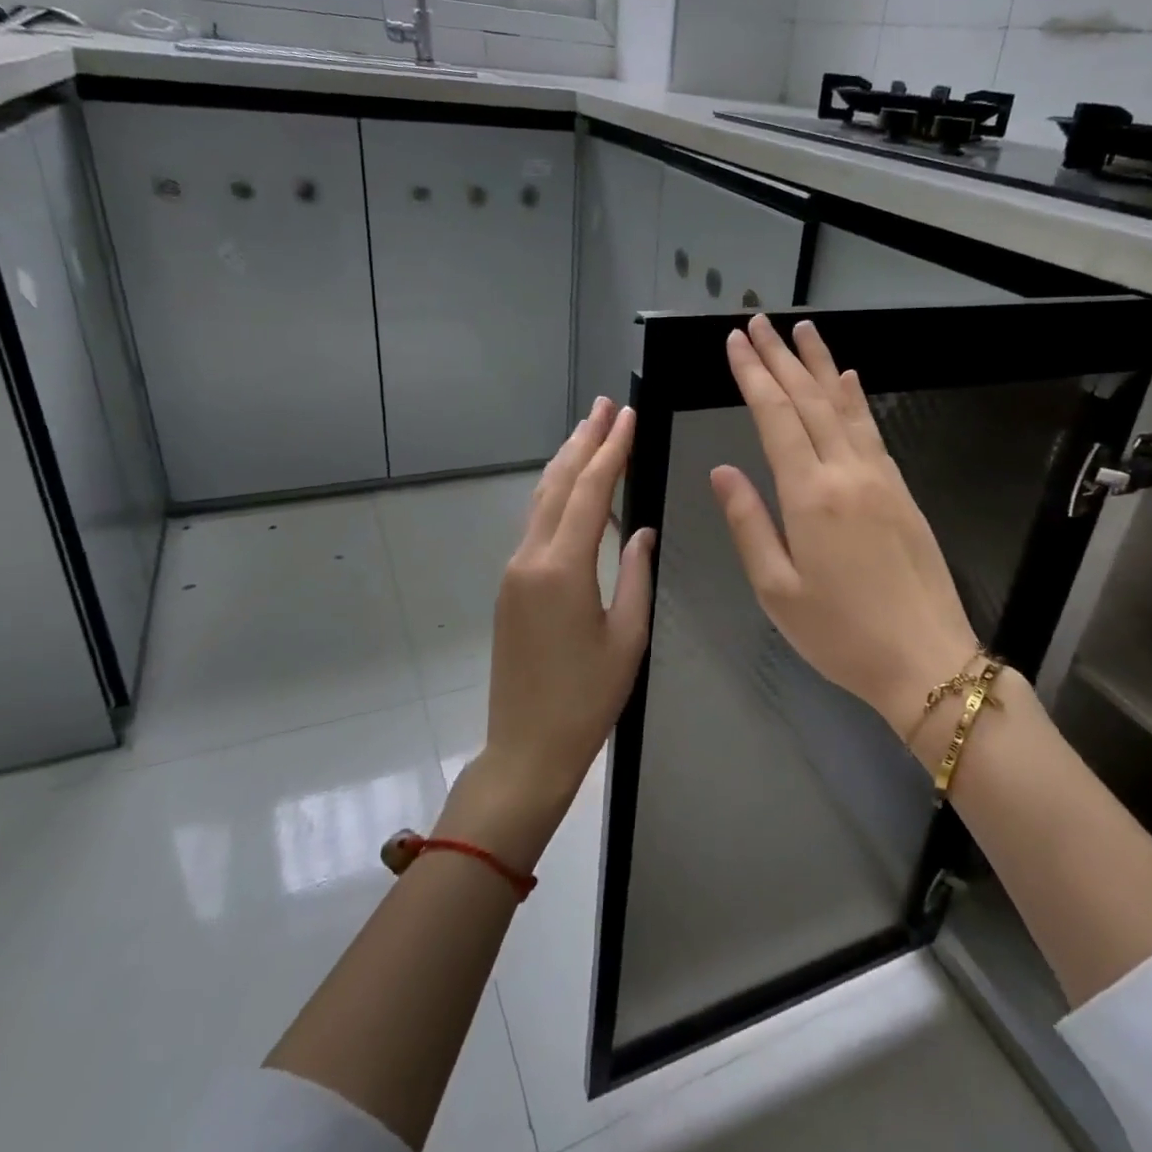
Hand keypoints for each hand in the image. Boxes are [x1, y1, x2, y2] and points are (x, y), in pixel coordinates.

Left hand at [458, 397, 655, 868]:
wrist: (526, 746)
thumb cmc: (587, 698)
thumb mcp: (627, 637)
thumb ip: (635, 574)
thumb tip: (640, 531)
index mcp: (563, 568)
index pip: (591, 492)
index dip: (611, 450)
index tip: (627, 416)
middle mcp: (531, 558)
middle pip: (559, 484)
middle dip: (583, 441)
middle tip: (604, 405)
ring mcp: (514, 571)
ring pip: (541, 501)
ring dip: (566, 462)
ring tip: (587, 430)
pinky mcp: (510, 586)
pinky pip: (535, 524)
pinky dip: (555, 494)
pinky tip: (569, 487)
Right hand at [709, 315, 982, 740]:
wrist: (925, 659)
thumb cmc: (840, 634)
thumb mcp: (776, 590)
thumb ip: (748, 523)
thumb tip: (721, 470)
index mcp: (809, 495)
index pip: (774, 417)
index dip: (752, 375)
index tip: (735, 341)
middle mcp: (847, 472)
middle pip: (808, 399)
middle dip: (780, 357)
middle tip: (758, 321)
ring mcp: (880, 477)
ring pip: (844, 406)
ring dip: (820, 364)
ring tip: (801, 330)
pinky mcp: (901, 489)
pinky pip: (872, 429)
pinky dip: (854, 399)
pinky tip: (848, 379)